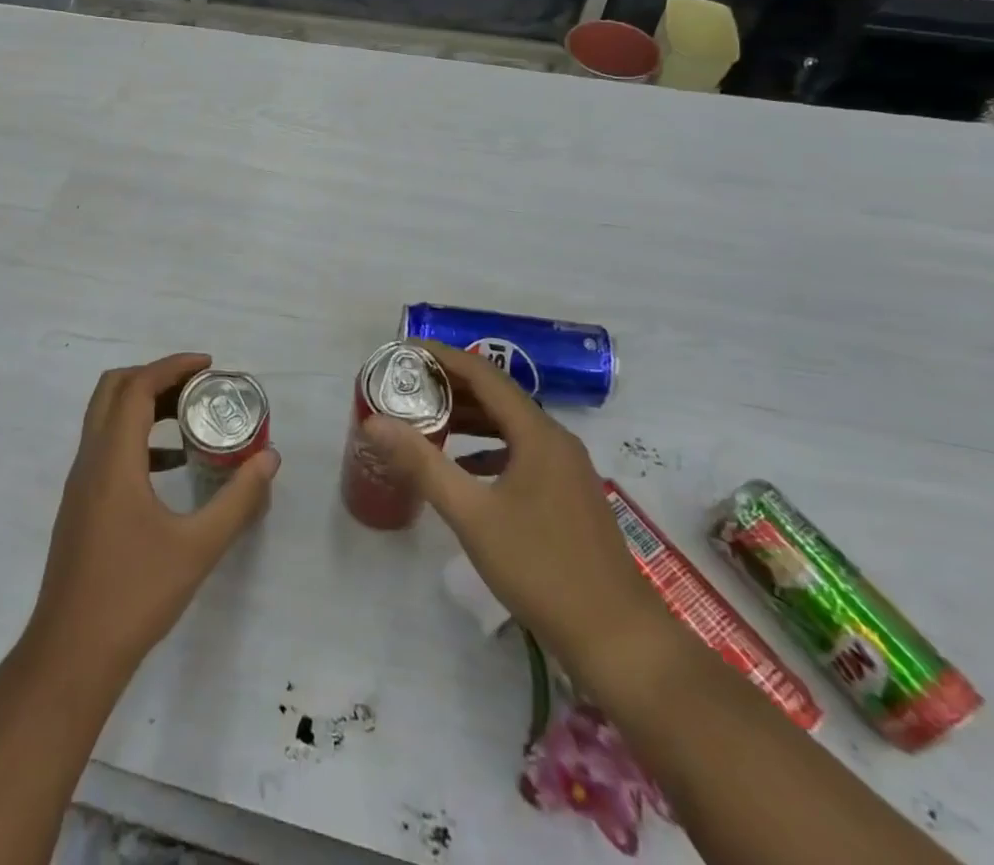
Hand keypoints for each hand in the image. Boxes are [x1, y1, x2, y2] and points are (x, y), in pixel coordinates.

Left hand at [29, 354, 279, 678]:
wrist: (71, 655)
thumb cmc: (135, 596)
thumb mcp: (198, 547)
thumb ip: (237, 499)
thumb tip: (269, 458)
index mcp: (113, 460)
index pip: (137, 387)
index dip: (172, 366)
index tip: (209, 365)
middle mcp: (90, 460)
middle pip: (113, 390)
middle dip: (155, 377)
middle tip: (197, 386)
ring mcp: (80, 483)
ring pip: (106, 418)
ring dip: (144, 405)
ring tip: (189, 418)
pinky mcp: (80, 505)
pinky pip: (106, 448)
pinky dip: (136, 438)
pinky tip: (171, 466)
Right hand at [362, 341, 664, 675]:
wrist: (619, 640)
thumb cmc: (541, 568)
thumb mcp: (472, 514)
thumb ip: (422, 464)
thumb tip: (375, 422)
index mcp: (537, 433)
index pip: (483, 374)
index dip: (443, 358)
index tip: (405, 353)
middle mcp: (556, 440)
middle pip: (498, 396)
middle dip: (451, 387)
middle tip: (406, 387)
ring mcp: (566, 468)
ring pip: (510, 426)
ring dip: (469, 418)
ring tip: (426, 421)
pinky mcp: (568, 495)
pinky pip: (521, 452)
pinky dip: (488, 449)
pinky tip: (463, 469)